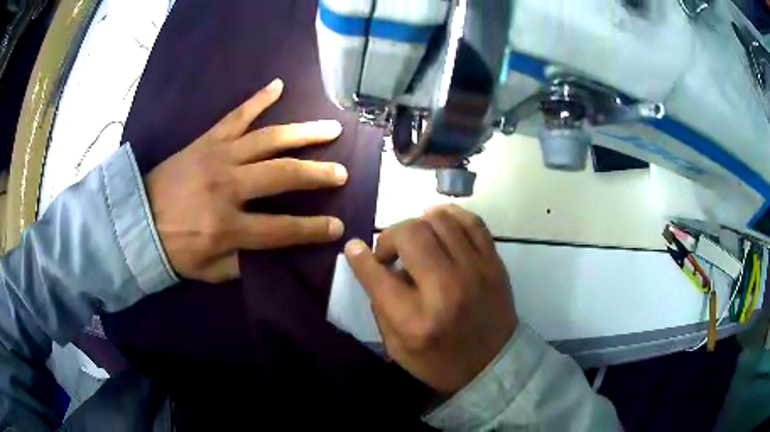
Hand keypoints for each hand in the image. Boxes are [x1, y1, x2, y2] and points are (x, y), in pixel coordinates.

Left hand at [146, 79, 347, 282]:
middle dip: (318, 174)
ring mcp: (218, 157)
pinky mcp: (207, 140)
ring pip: (268, 139)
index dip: (313, 230)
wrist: (137, 219)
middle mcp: (227, 187)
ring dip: (303, 133)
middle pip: (283, 175)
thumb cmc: (173, 249)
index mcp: (227, 226)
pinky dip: (258, 99)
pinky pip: (236, 115)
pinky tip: (278, 85)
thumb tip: (272, 252)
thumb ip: (242, 263)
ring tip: (331, 128)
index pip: (281, 229)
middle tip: (342, 173)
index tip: (337, 227)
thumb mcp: (208, 271)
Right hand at [344, 205, 517, 394]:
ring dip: (418, 224)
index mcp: (416, 320)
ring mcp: (475, 271)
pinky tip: (438, 221)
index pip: (378, 275)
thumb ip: (380, 305)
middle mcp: (446, 289)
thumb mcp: (398, 348)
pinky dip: (450, 215)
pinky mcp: (494, 263)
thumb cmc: (441, 362)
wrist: (494, 364)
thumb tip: (371, 264)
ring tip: (414, 239)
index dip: (359, 257)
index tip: (354, 248)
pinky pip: (472, 222)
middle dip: (390, 237)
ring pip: (440, 221)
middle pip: (410, 235)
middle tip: (390, 253)